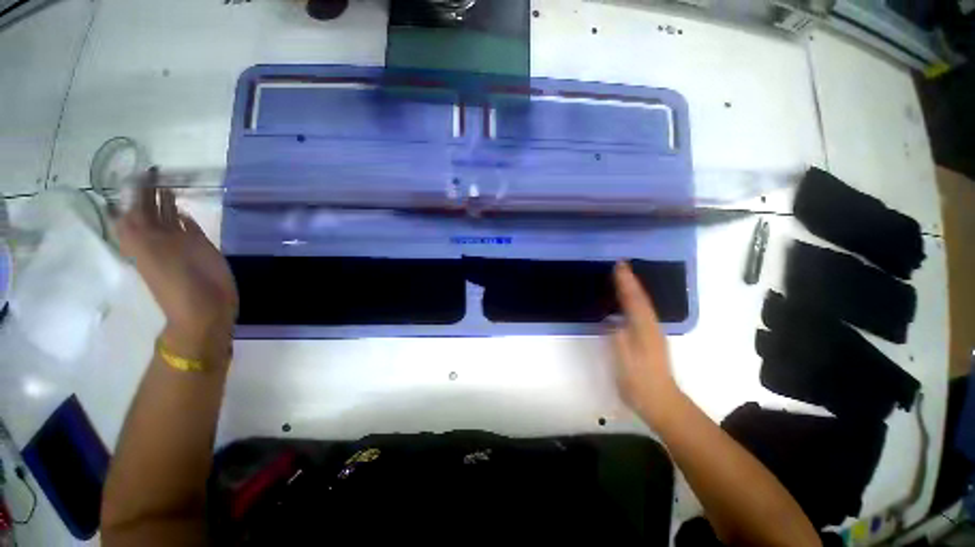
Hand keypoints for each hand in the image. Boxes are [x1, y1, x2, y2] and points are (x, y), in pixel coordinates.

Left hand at [117, 169, 238, 360]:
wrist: (205, 307)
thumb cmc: (177, 282)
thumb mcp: (150, 253)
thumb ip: (138, 228)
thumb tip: (127, 203)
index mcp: (143, 238)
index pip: (134, 208)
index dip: (133, 191)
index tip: (136, 170)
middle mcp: (159, 237)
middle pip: (150, 210)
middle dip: (149, 191)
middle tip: (153, 169)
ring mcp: (181, 243)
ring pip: (170, 217)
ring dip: (167, 201)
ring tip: (168, 182)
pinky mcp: (201, 248)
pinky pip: (188, 228)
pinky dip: (185, 218)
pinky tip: (183, 209)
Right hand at [612, 261, 682, 427]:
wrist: (662, 403)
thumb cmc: (641, 383)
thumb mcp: (626, 363)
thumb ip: (619, 340)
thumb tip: (612, 321)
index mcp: (644, 331)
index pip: (634, 301)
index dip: (626, 283)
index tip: (619, 266)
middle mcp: (651, 327)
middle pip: (641, 299)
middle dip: (631, 281)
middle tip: (621, 266)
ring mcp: (652, 333)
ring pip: (642, 305)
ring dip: (633, 289)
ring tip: (623, 277)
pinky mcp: (650, 339)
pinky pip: (640, 313)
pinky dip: (634, 301)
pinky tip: (627, 302)